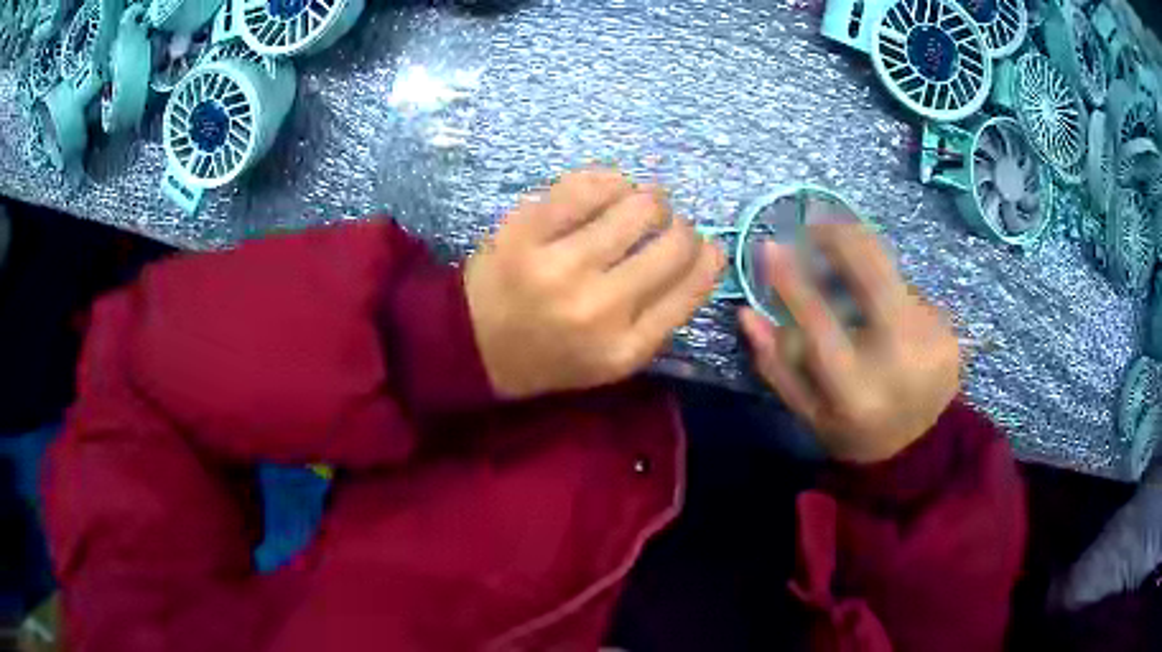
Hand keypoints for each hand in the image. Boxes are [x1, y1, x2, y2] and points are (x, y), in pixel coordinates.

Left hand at [465, 168, 724, 398]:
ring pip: (639, 206)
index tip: (707, 244)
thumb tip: (703, 254)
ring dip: (651, 200)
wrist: (472, 344)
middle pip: (674, 243)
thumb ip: (661, 316)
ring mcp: (559, 265)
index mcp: (625, 348)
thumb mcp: (613, 359)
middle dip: (682, 227)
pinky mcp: (527, 231)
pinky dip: (610, 181)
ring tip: (638, 206)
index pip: (692, 288)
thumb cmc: (549, 354)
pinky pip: (587, 185)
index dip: (709, 257)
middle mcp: (599, 308)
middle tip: (667, 225)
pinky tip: (609, 190)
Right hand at [740, 224, 959, 463]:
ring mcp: (933, 340)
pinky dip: (890, 290)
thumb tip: (747, 312)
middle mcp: (901, 358)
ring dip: (864, 265)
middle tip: (815, 224)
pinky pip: (911, 291)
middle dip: (840, 236)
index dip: (791, 280)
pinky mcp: (950, 331)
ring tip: (847, 275)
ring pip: (892, 275)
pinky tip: (885, 313)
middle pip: (872, 273)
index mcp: (857, 390)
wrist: (920, 449)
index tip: (769, 246)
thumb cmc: (854, 431)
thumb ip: (776, 364)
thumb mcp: (807, 412)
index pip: (819, 321)